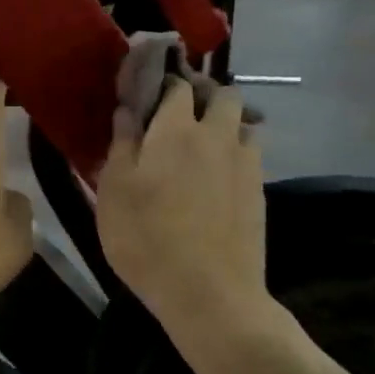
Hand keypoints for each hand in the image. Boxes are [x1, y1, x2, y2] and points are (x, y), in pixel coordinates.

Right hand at [95, 78, 267, 328]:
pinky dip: (238, 151)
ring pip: (245, 122)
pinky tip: (222, 174)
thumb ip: (121, 144)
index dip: (164, 82)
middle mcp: (216, 135)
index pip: (176, 85)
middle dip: (205, 93)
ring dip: (228, 121)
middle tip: (183, 111)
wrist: (208, 291)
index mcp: (175, 130)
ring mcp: (245, 163)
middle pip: (223, 94)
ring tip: (207, 141)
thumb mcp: (114, 192)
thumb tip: (127, 109)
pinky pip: (252, 154)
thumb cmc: (146, 239)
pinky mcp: (259, 191)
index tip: (151, 90)